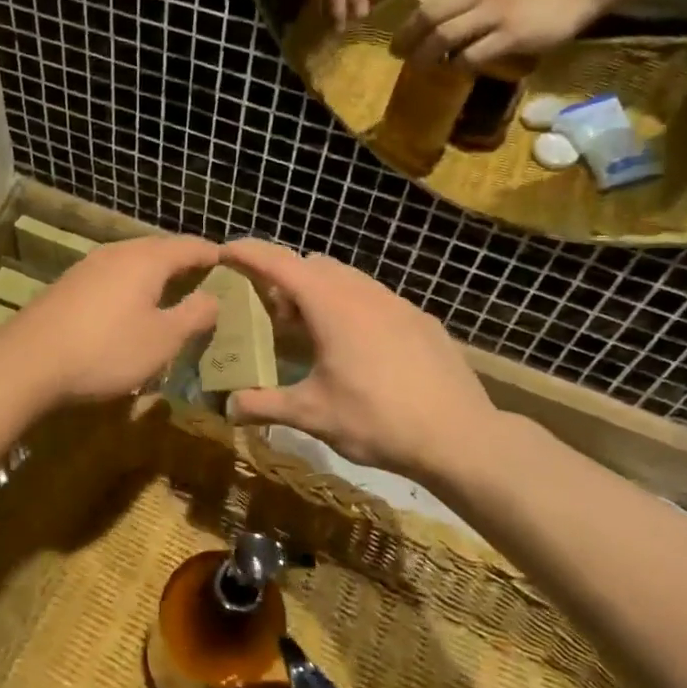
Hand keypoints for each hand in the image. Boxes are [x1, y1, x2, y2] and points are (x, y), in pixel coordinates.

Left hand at [0, 236, 221, 405]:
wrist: (27, 362)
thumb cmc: (106, 350)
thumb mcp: (163, 340)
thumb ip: (194, 315)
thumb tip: (214, 297)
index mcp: (147, 259)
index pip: (190, 246)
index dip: (214, 255)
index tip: (233, 264)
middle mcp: (117, 252)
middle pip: (159, 249)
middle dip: (185, 263)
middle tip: (206, 281)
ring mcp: (88, 266)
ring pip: (133, 262)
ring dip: (156, 275)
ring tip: (172, 294)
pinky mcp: (68, 285)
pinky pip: (112, 276)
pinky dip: (131, 286)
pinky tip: (130, 308)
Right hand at [216, 239, 504, 487]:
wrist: (461, 436)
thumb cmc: (377, 420)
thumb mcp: (312, 415)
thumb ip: (265, 405)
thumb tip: (227, 407)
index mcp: (332, 306)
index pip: (280, 264)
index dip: (249, 253)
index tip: (224, 251)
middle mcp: (364, 293)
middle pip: (315, 266)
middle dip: (286, 279)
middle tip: (273, 315)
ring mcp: (398, 303)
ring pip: (348, 279)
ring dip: (321, 293)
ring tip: (314, 333)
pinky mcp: (422, 320)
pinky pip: (376, 299)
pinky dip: (353, 308)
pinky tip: (359, 350)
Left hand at [380, 0, 608, 69]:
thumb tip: (414, 10)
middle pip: (427, 14)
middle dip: (405, 36)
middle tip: (394, 50)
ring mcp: (495, 12)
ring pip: (444, 38)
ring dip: (424, 56)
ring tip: (417, 64)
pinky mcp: (510, 36)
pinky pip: (470, 56)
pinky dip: (456, 65)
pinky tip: (454, 68)